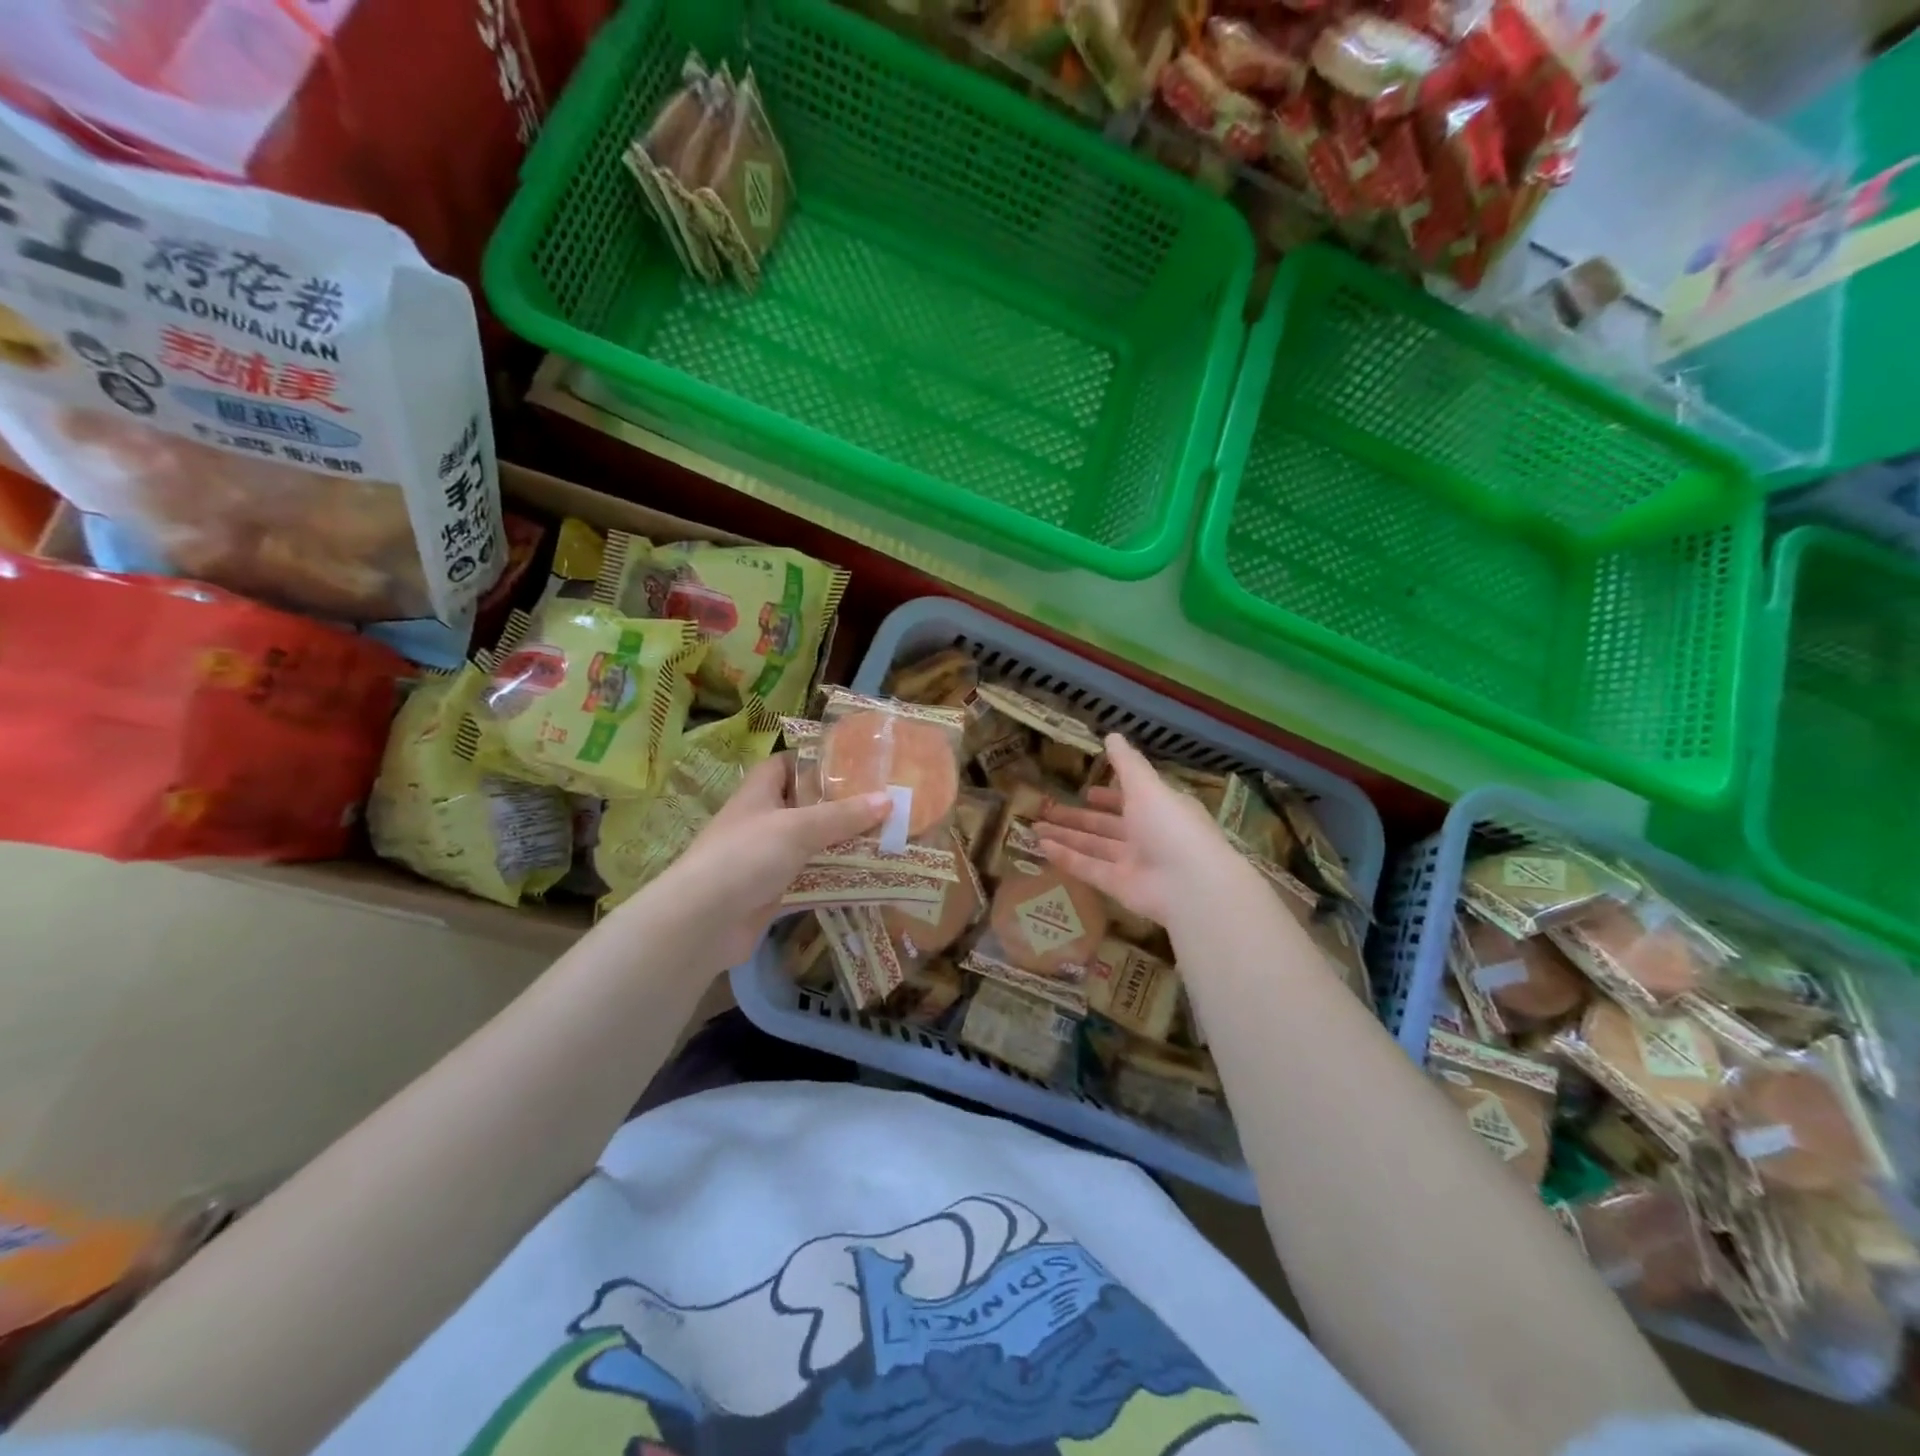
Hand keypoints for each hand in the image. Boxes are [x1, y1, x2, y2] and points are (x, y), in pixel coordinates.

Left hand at [646, 755, 889, 968]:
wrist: (703, 922)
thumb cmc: (746, 856)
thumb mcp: (799, 828)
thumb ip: (843, 815)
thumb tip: (889, 799)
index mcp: (759, 793)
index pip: (785, 764)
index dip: (814, 761)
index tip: (853, 763)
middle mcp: (761, 821)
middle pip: (803, 805)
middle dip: (839, 805)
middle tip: (882, 802)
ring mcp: (765, 859)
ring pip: (810, 844)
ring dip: (840, 843)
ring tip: (885, 837)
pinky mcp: (772, 892)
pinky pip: (809, 878)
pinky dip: (834, 878)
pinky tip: (867, 877)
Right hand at [1034, 735, 1252, 929]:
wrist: (1190, 884)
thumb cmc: (1171, 825)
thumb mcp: (1147, 786)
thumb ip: (1126, 764)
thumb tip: (1112, 734)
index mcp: (1159, 809)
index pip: (1131, 800)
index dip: (1109, 796)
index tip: (1087, 792)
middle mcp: (1147, 835)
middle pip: (1106, 825)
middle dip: (1078, 818)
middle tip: (1047, 809)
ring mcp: (1133, 863)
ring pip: (1093, 847)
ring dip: (1066, 836)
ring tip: (1034, 827)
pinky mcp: (1119, 886)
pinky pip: (1089, 869)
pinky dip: (1066, 858)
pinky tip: (1042, 846)